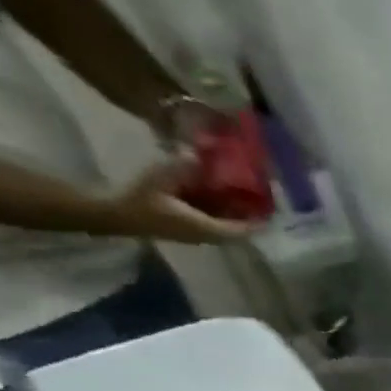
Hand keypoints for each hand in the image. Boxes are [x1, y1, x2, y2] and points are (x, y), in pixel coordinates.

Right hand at [96, 160, 251, 243]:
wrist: (119, 216)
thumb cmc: (140, 200)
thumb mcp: (159, 179)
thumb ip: (179, 168)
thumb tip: (196, 154)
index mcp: (205, 228)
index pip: (241, 230)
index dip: (257, 223)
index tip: (271, 213)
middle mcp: (208, 236)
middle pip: (238, 231)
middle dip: (251, 218)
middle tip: (262, 202)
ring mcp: (200, 234)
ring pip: (228, 228)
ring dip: (238, 216)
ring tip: (248, 198)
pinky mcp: (191, 229)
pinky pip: (215, 223)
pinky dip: (223, 213)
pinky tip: (224, 197)